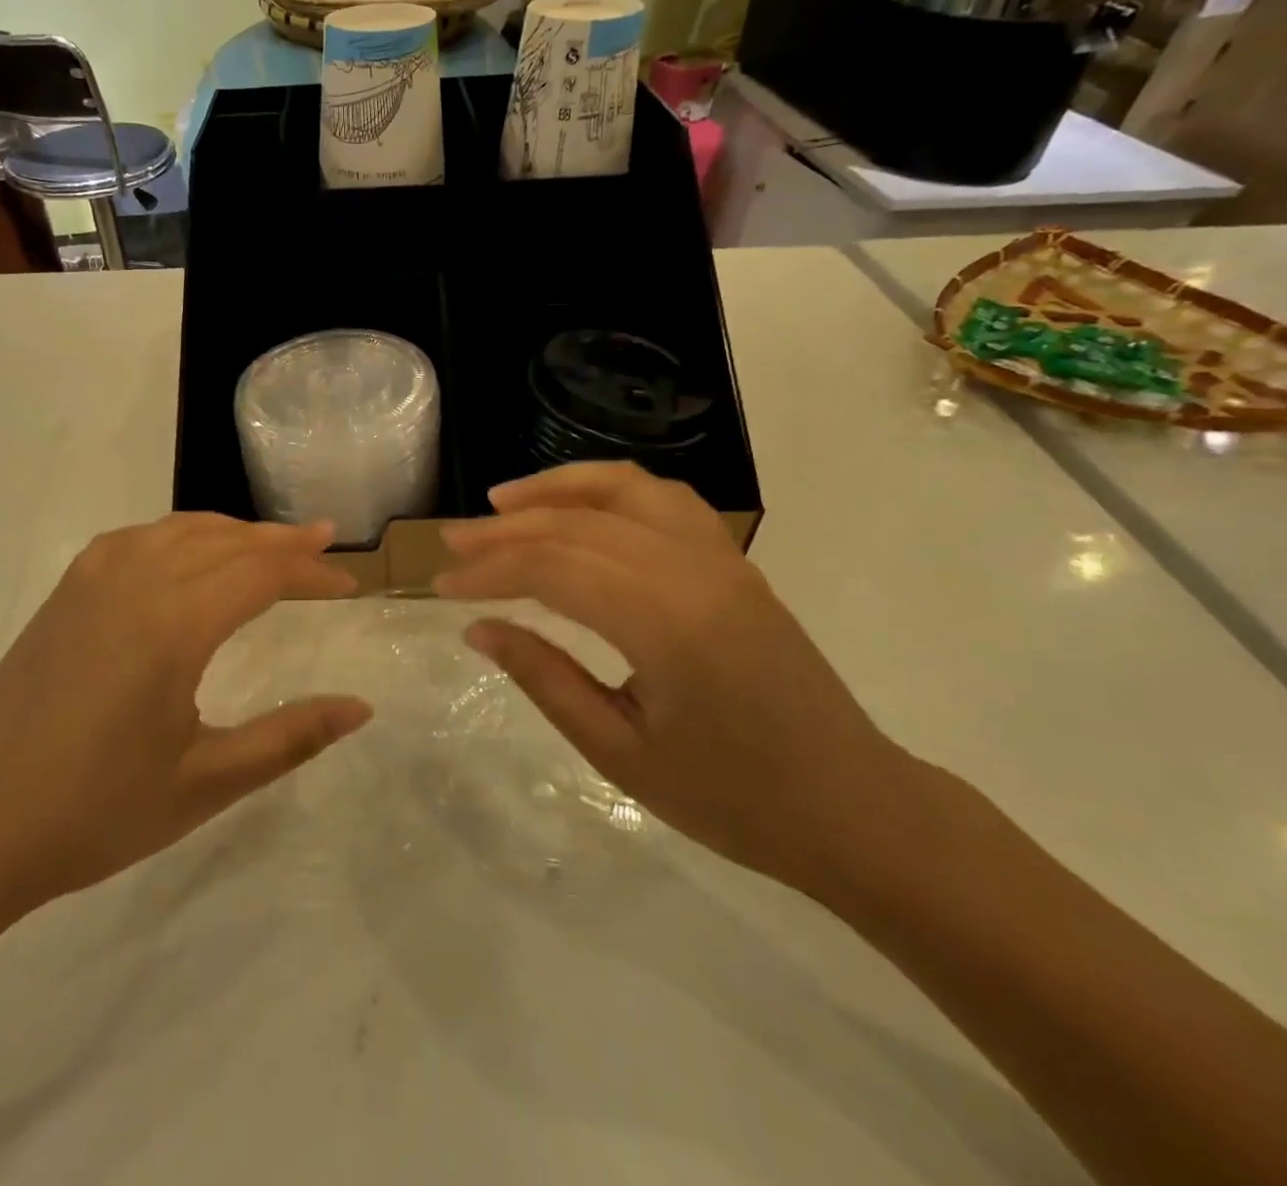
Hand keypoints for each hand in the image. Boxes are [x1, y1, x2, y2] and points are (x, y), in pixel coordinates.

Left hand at [0, 514, 369, 928]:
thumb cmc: (93, 811)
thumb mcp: (206, 782)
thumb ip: (290, 738)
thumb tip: (360, 708)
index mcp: (174, 623)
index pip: (262, 571)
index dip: (311, 571)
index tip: (349, 584)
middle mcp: (135, 580)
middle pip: (225, 540)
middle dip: (280, 541)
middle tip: (323, 543)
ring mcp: (91, 580)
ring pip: (179, 530)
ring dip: (232, 532)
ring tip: (268, 546)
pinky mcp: (64, 592)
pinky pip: (138, 539)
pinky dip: (180, 535)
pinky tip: (186, 555)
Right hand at [435, 462, 917, 893]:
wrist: (854, 808)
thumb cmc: (735, 800)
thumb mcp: (620, 754)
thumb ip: (544, 678)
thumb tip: (479, 628)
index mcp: (666, 624)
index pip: (553, 569)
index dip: (489, 571)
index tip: (442, 584)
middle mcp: (694, 571)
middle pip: (578, 525)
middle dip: (505, 529)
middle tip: (451, 541)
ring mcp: (721, 558)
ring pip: (624, 490)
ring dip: (557, 488)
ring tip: (503, 500)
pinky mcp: (734, 561)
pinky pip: (664, 500)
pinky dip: (610, 490)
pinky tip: (579, 507)